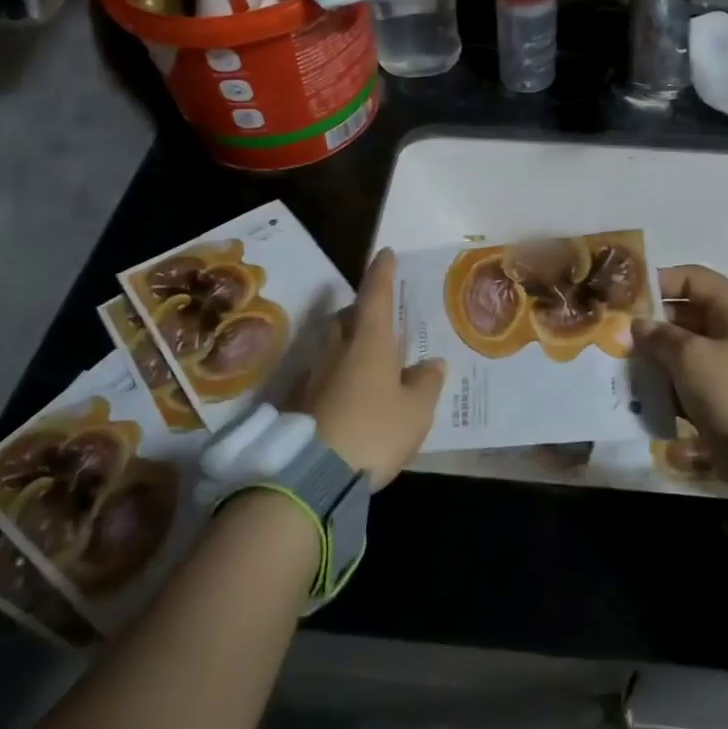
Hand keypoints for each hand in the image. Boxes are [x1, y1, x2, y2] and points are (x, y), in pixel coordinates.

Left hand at [292, 249, 445, 487]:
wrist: (312, 475)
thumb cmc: (374, 431)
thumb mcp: (416, 411)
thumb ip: (426, 383)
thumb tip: (431, 363)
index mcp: (369, 341)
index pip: (375, 294)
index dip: (382, 272)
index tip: (385, 253)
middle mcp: (337, 349)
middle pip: (346, 318)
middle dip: (361, 312)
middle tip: (378, 319)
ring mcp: (312, 375)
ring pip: (331, 347)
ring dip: (346, 346)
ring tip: (366, 363)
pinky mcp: (296, 403)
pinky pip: (320, 377)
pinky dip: (335, 378)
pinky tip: (346, 398)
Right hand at [631, 264, 727, 494]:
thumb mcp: (691, 357)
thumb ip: (659, 336)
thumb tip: (638, 325)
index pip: (692, 278)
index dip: (659, 281)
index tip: (625, 296)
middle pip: (686, 313)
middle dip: (652, 322)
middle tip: (617, 333)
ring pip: (686, 347)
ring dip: (657, 354)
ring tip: (624, 362)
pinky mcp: (725, 393)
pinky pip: (691, 376)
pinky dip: (669, 380)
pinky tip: (642, 389)